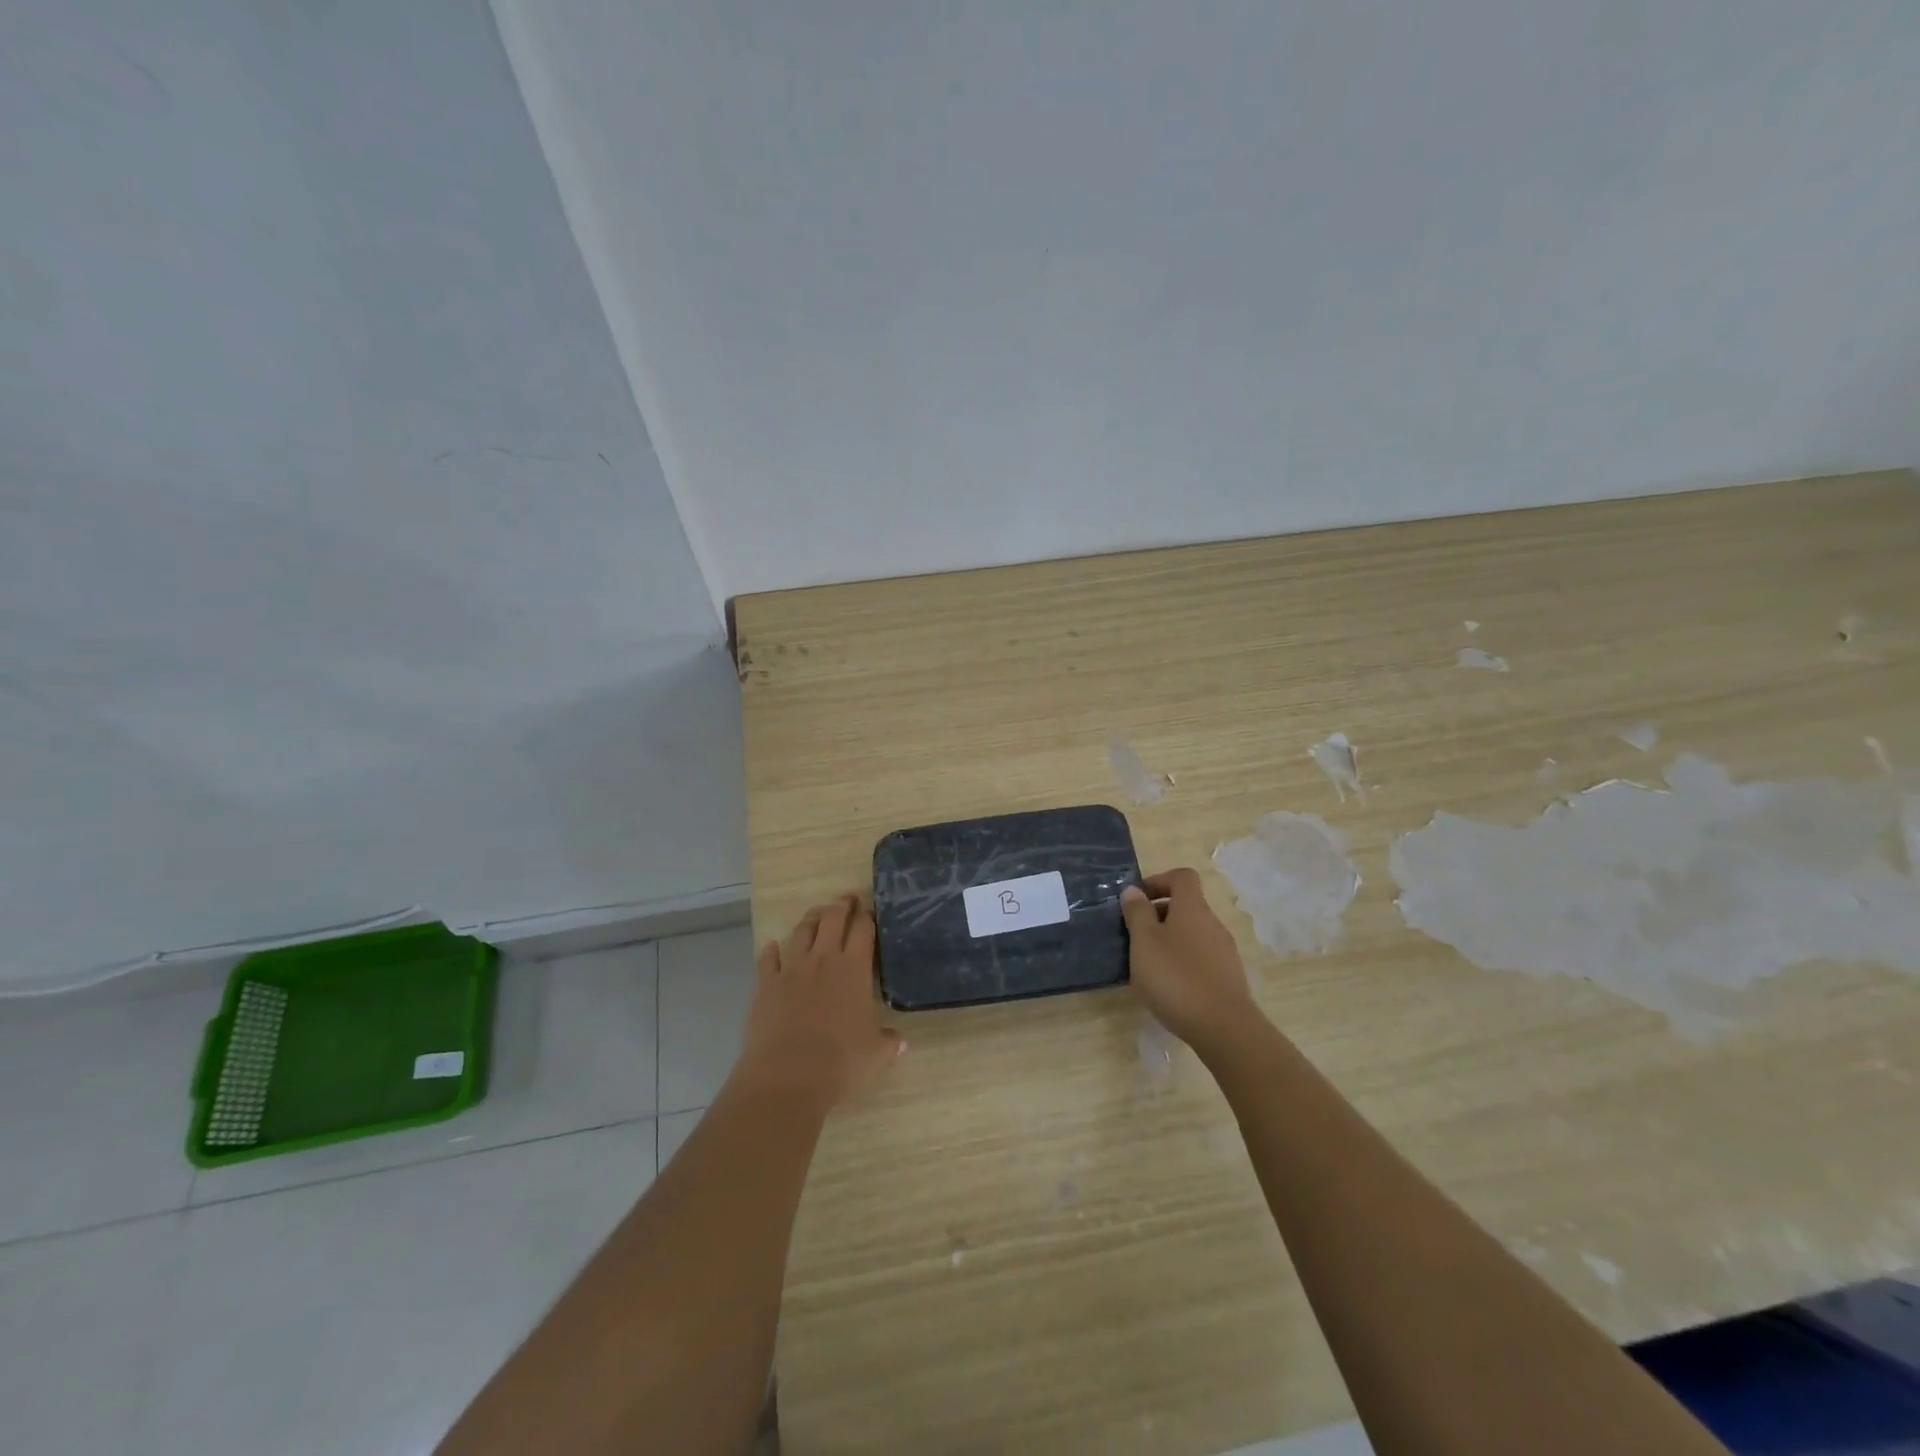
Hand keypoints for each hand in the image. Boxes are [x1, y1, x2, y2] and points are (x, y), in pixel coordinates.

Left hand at [733, 893, 905, 1110]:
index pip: (863, 929)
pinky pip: (768, 959)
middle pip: (832, 919)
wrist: (787, 1076)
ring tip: (817, 914)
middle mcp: (823, 960)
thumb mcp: (875, 1054)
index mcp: (854, 969)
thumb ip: (888, 1043)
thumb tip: (901, 1043)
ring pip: (801, 932)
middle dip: (841, 905)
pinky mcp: (766, 985)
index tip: (869, 910)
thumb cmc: (840, 1062)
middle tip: (847, 899)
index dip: (867, 916)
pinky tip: (773, 947)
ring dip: (811, 919)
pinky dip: (771, 950)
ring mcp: (791, 970)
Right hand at [1120, 868, 1259, 1052]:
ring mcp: (1224, 951)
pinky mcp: (1228, 977)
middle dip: (1159, 914)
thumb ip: (1137, 913)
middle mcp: (1212, 923)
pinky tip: (1169, 986)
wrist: (1224, 1028)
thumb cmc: (1176, 977)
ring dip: (1169, 939)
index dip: (1158, 881)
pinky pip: (1200, 956)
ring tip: (1147, 964)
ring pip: (1192, 933)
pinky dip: (1182, 961)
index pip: (1181, 877)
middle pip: (1186, 905)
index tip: (1137, 900)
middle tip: (1134, 935)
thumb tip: (1133, 890)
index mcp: (1192, 908)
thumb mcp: (1144, 942)